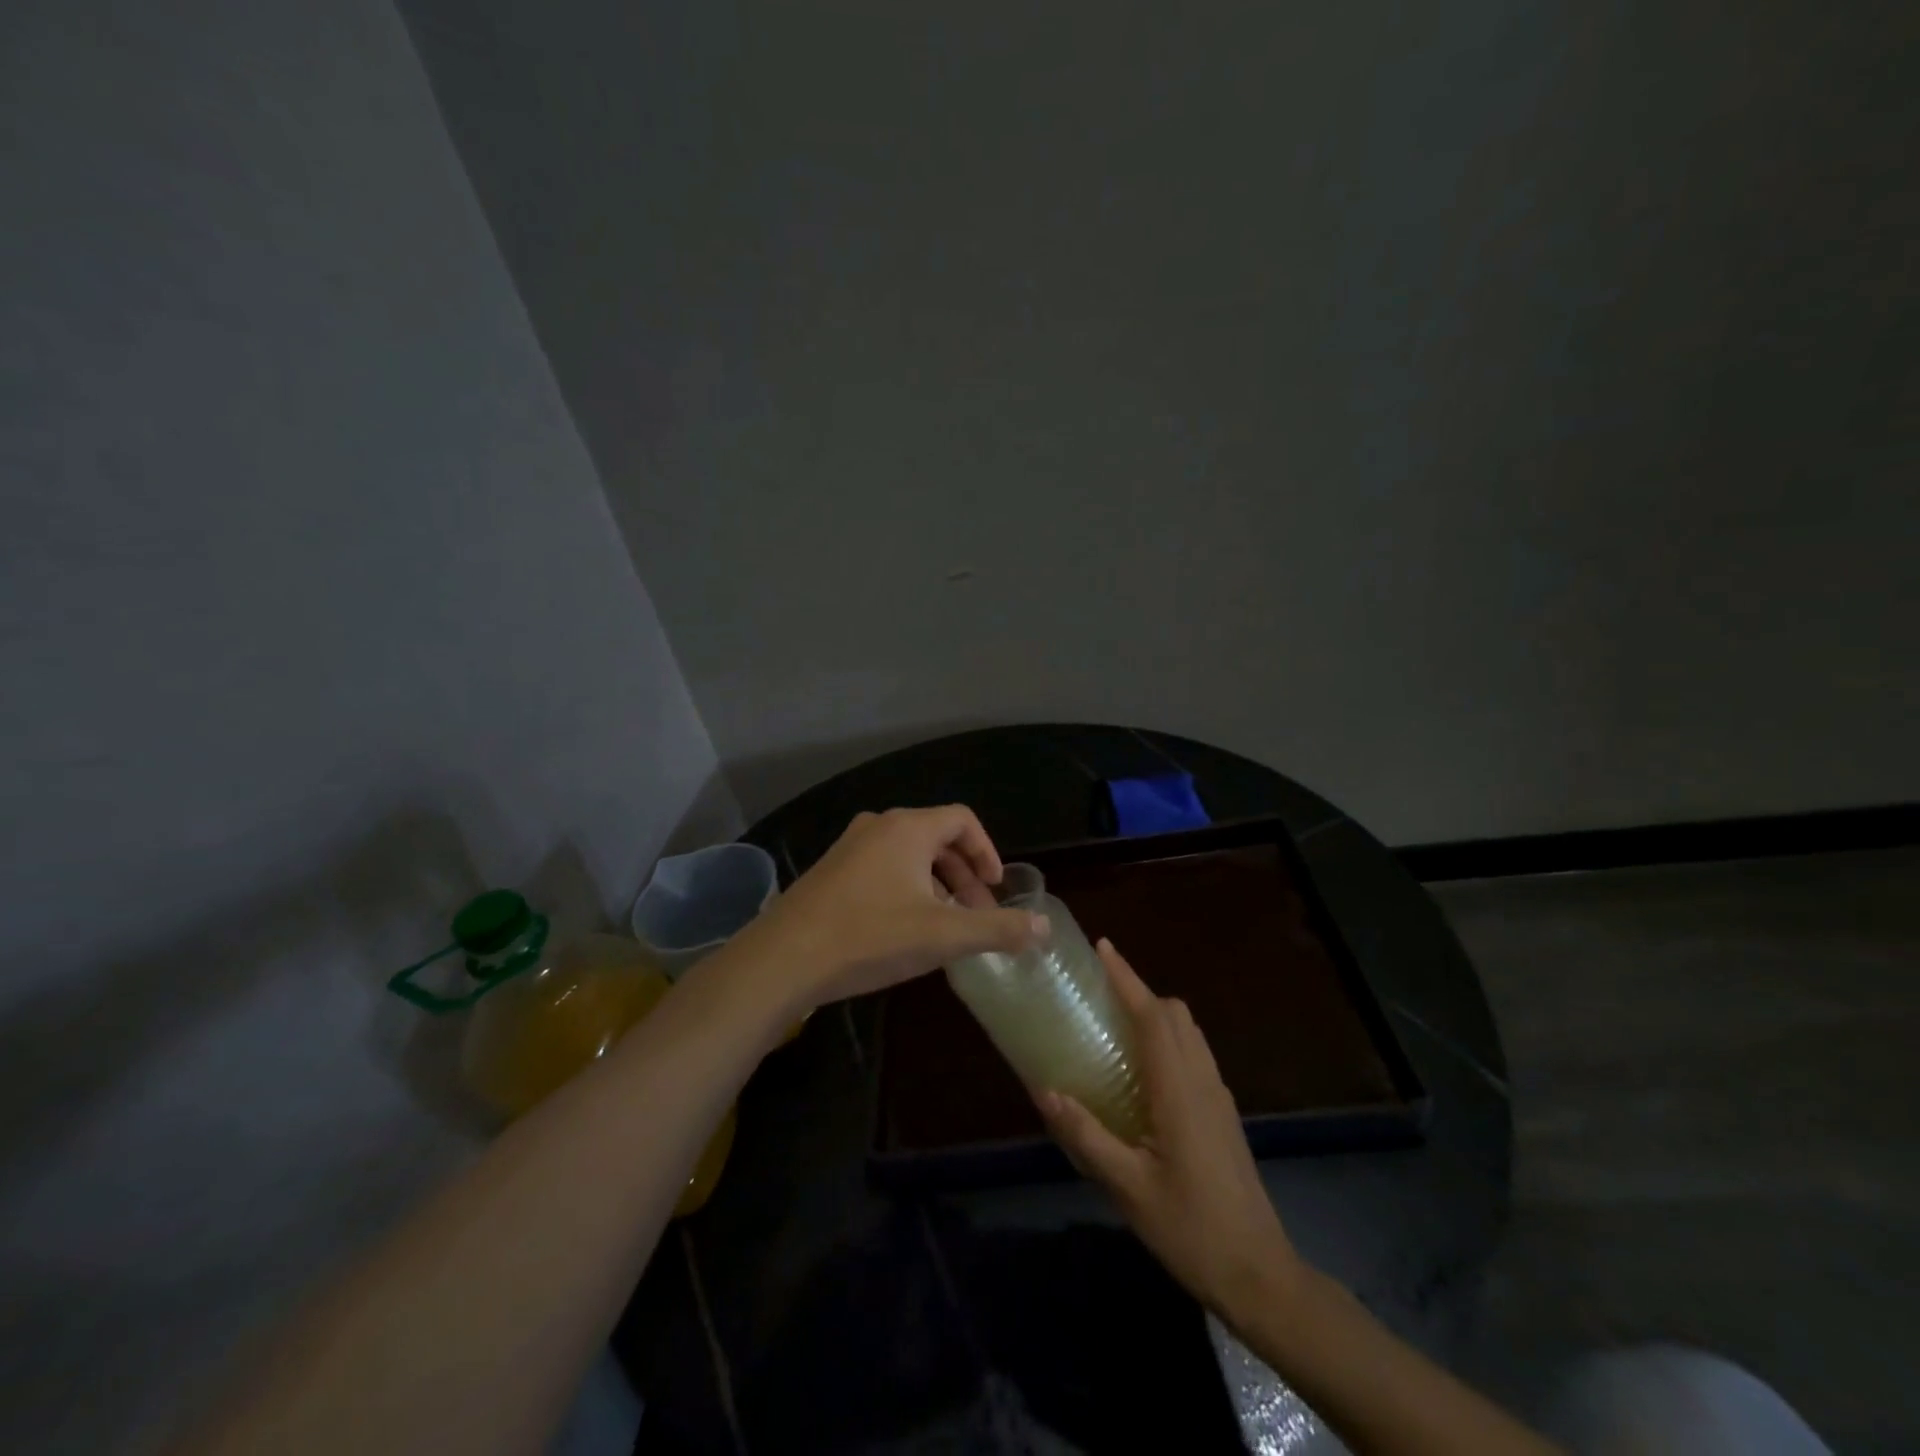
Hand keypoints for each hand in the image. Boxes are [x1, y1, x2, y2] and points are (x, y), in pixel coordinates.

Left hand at [740, 806, 1047, 1009]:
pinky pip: (882, 868)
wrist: (783, 958)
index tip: (996, 889)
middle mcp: (878, 826)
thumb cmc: (870, 936)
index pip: (962, 820)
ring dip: (936, 884)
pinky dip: (906, 889)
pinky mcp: (830, 871)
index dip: (987, 851)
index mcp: (908, 828)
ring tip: (945, 925)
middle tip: (977, 913)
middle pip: (936, 837)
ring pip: (908, 855)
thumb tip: (1044, 926)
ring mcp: (849, 847)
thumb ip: (997, 929)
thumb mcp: (943, 936)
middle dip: (964, 875)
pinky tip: (903, 929)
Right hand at [1036, 940, 1302, 1322]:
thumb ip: (1086, 1134)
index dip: (1127, 978)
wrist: (1259, 1274)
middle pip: (1175, 1014)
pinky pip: (1195, 1054)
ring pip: (1189, 1032)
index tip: (1103, 947)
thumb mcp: (1127, 1186)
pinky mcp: (1223, 1114)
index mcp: (1178, 1089)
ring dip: (1156, 1014)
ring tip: (1117, 1024)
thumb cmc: (1190, 1228)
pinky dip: (1169, 1039)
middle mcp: (1202, 1080)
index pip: (1152, 1016)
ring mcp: (1218, 1096)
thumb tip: (1044, 1089)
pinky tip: (1144, 1071)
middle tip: (1100, 993)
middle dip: (1140, 991)